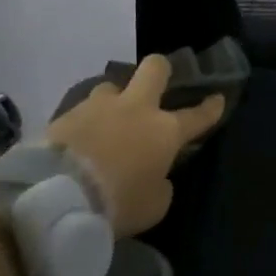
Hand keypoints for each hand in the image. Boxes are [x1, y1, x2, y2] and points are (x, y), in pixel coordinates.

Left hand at [45, 55, 225, 236]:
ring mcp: (98, 107)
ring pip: (112, 87)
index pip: (197, 115)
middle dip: (162, 71)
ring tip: (109, 119)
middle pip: (154, 69)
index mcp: (165, 131)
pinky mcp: (65, 114)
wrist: (58, 196)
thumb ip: (161, 184)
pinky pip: (83, 110)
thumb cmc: (119, 202)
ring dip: (115, 100)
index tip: (218, 98)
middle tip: (161, 80)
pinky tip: (82, 138)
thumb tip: (156, 175)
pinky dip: (87, 121)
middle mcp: (135, 109)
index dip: (211, 107)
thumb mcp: (154, 205)